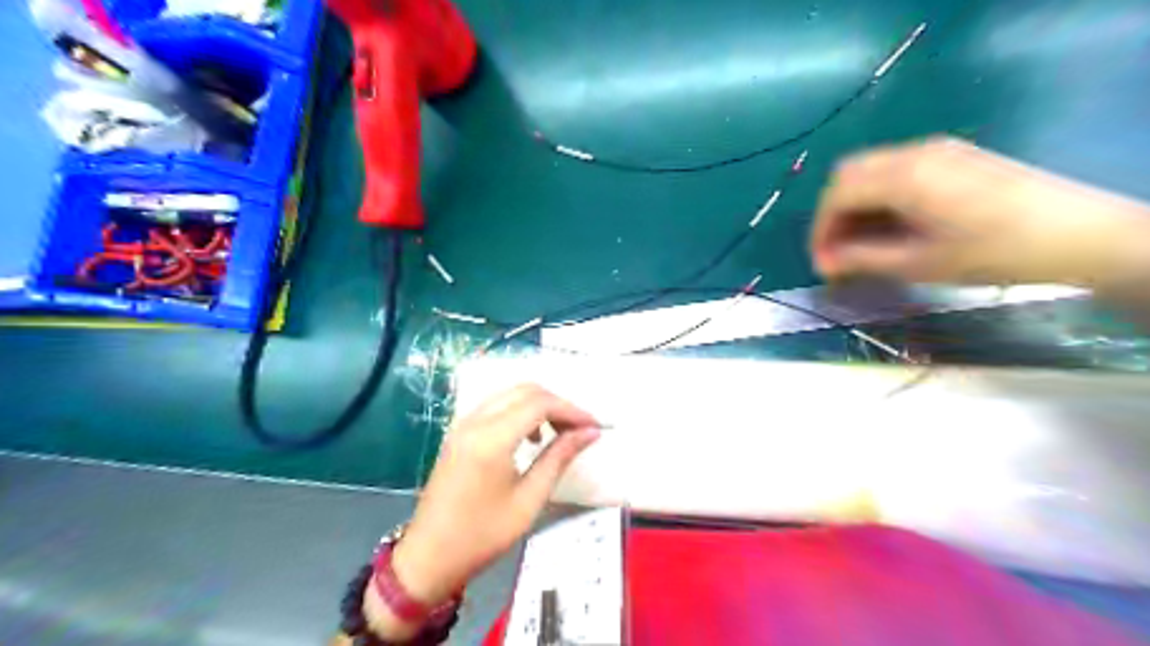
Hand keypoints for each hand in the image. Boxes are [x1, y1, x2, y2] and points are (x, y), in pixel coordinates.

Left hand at [393, 388, 597, 604]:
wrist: (427, 558)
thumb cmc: (482, 536)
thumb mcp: (528, 500)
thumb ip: (559, 458)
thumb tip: (590, 433)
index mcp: (491, 438)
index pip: (540, 404)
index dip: (571, 410)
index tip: (594, 427)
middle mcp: (475, 421)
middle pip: (525, 391)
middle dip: (557, 403)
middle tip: (579, 429)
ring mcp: (462, 425)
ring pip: (509, 395)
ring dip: (538, 405)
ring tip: (559, 433)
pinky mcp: (458, 433)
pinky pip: (495, 406)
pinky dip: (519, 411)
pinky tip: (531, 437)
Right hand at [808, 139, 1149, 288]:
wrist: (1077, 233)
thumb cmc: (991, 252)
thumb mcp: (919, 263)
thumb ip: (862, 258)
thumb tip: (824, 262)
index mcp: (902, 177)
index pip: (837, 195)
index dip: (820, 230)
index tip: (822, 263)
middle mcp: (913, 153)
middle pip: (847, 175)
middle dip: (833, 214)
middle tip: (839, 251)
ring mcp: (936, 149)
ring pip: (871, 170)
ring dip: (855, 204)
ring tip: (863, 242)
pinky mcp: (953, 155)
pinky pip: (896, 169)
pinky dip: (880, 195)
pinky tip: (893, 224)